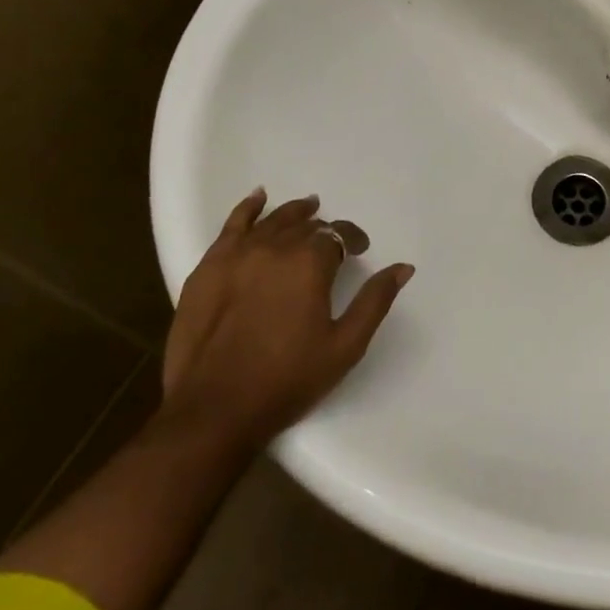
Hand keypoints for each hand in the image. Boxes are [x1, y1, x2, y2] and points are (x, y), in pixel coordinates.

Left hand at [161, 189, 413, 446]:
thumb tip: (403, 268)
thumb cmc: (287, 380)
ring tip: (307, 208)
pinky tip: (258, 199)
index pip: (337, 235)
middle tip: (332, 242)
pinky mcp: (206, 269)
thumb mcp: (345, 346)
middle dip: (323, 230)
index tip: (360, 250)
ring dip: (293, 214)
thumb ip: (375, 301)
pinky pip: (231, 227)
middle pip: (304, 226)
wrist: (213, 410)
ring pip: (271, 222)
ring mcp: (236, 255)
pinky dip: (248, 209)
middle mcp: (273, 248)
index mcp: (309, 264)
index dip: (352, 238)